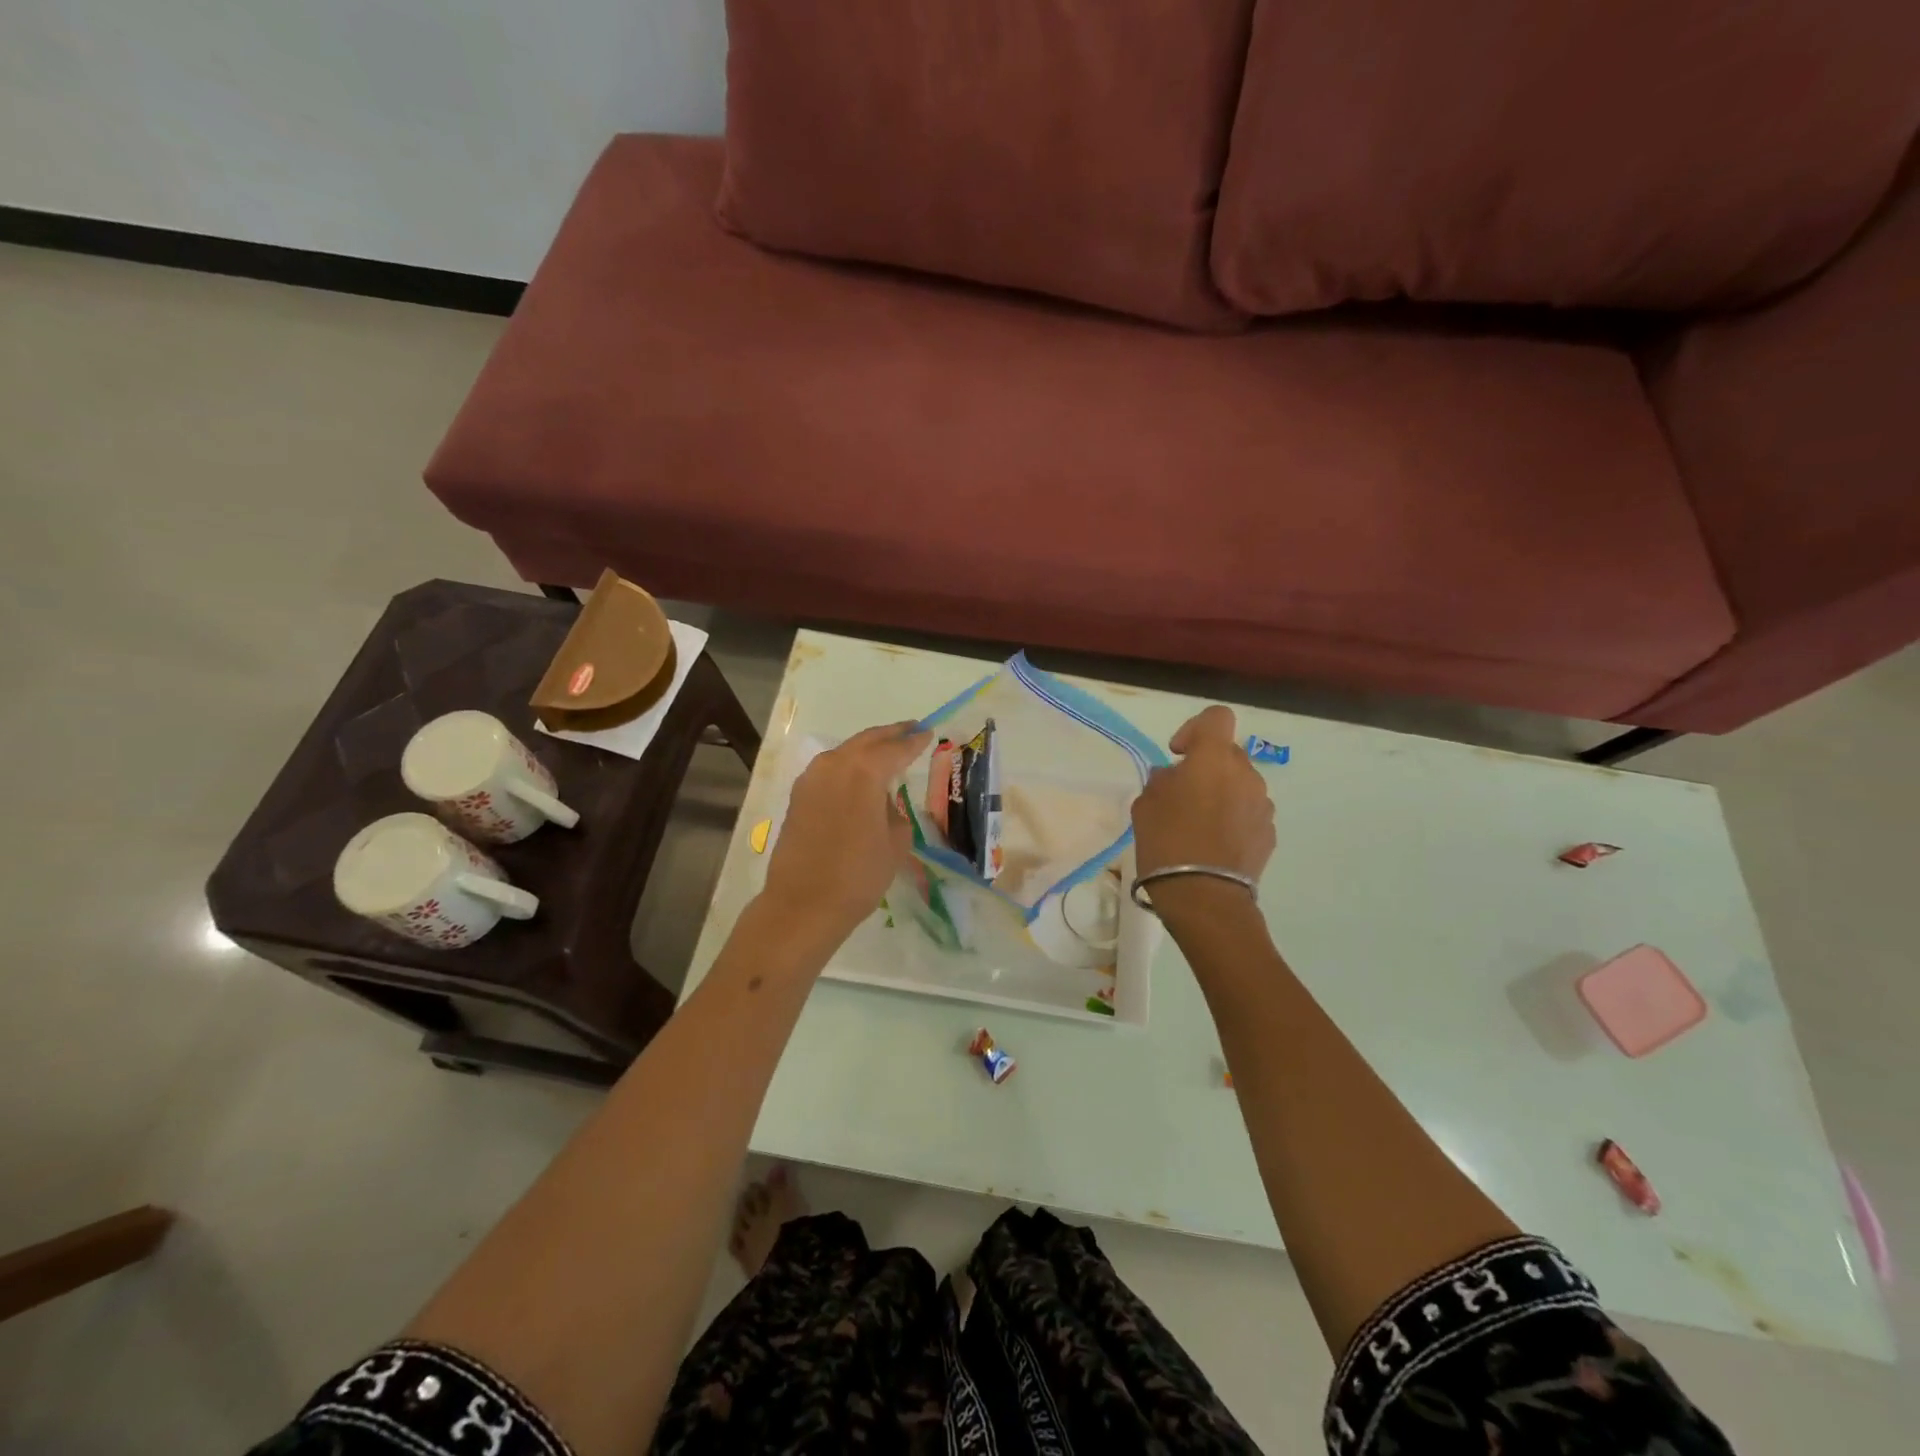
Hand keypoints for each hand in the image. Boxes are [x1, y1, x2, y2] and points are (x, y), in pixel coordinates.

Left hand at [761, 721, 930, 946]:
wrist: (804, 904)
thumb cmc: (859, 875)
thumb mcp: (895, 842)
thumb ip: (894, 810)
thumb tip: (883, 801)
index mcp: (864, 771)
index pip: (896, 748)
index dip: (914, 741)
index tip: (928, 733)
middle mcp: (835, 764)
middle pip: (867, 740)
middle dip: (891, 734)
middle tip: (911, 728)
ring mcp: (812, 778)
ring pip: (845, 751)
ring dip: (867, 748)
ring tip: (887, 749)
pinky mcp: (799, 795)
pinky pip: (830, 769)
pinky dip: (848, 765)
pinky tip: (859, 775)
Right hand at [1132, 706, 1273, 918]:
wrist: (1204, 896)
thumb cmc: (1167, 842)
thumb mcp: (1145, 805)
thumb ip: (1161, 781)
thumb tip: (1173, 777)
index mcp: (1213, 759)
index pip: (1216, 717)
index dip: (1195, 728)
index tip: (1178, 754)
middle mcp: (1245, 774)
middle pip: (1228, 753)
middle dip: (1207, 766)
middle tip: (1182, 794)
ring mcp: (1262, 805)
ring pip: (1240, 784)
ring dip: (1222, 793)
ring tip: (1200, 823)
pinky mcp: (1269, 833)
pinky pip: (1249, 812)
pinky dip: (1234, 818)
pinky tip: (1215, 843)